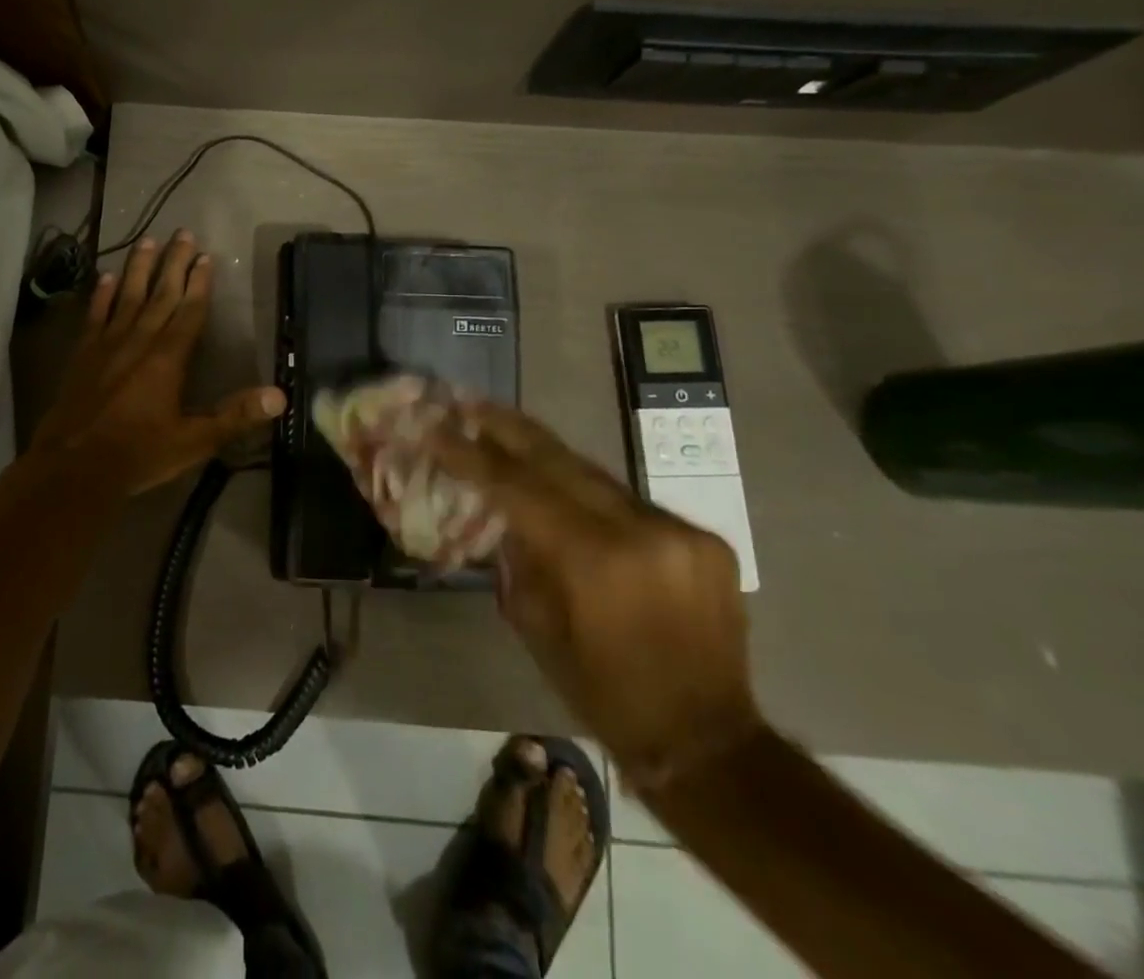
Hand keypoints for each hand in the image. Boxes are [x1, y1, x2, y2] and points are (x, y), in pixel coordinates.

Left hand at [32, 232, 286, 498]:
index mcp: (168, 359)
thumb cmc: (138, 454)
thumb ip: (235, 416)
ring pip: (127, 296)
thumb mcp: (194, 441)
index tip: (205, 255)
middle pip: (160, 294)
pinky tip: (107, 277)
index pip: (189, 312)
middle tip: (182, 232)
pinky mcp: (83, 354)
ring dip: (139, 268)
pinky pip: (95, 315)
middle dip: (174, 263)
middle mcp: (139, 341)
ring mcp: (107, 344)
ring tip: (147, 240)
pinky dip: (102, 295)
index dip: (199, 283)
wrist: (74, 467)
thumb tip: (280, 396)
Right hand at [426, 401, 760, 790]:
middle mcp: (639, 532)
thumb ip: (519, 558)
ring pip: (596, 475)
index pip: (516, 487)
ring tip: (509, 433)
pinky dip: (591, 493)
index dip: (471, 455)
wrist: (707, 741)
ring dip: (548, 456)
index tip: (436, 428)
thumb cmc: (603, 691)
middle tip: (470, 402)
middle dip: (508, 429)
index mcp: (591, 561)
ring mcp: (678, 530)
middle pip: (560, 461)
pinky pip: (630, 501)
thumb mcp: (537, 626)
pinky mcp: (704, 538)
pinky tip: (567, 490)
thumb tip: (502, 513)